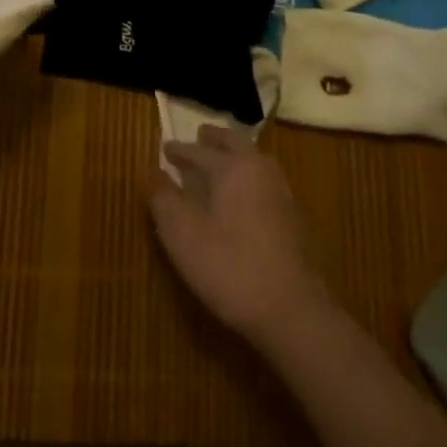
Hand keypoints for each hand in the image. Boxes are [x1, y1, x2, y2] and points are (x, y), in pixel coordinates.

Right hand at [150, 126, 331, 342]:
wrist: (293, 311)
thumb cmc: (230, 267)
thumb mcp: (183, 236)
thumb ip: (164, 200)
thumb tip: (152, 172)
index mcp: (231, 167)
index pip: (198, 151)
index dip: (179, 150)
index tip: (165, 148)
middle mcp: (259, 169)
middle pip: (234, 143)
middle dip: (215, 139)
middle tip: (201, 135)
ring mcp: (281, 192)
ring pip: (254, 159)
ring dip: (236, 153)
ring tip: (223, 158)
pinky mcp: (294, 217)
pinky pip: (265, 180)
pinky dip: (250, 175)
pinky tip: (245, 194)